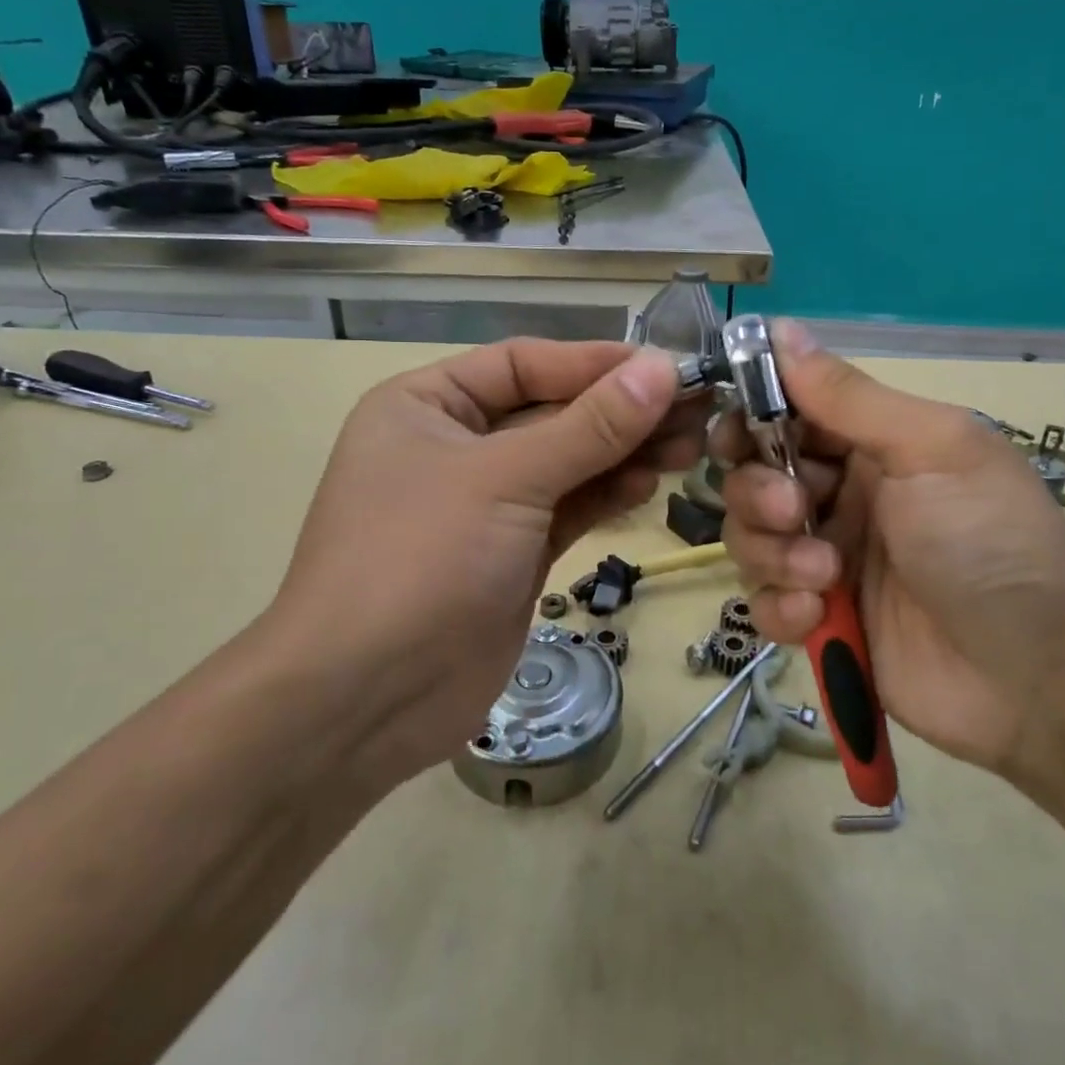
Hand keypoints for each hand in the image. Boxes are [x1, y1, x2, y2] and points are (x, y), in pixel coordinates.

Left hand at [262, 339, 701, 788]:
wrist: (367, 700)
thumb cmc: (421, 560)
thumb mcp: (506, 479)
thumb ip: (589, 427)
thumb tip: (663, 370)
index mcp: (427, 404)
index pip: (524, 364)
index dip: (595, 363)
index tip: (667, 367)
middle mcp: (455, 445)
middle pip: (552, 412)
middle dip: (621, 411)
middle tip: (696, 410)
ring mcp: (486, 504)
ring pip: (568, 462)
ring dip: (624, 452)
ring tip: (689, 447)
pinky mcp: (514, 552)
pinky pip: (569, 507)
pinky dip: (608, 493)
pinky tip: (649, 483)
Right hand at [715, 321, 1064, 777]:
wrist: (1036, 678)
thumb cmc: (989, 541)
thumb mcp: (931, 450)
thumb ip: (849, 396)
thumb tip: (780, 328)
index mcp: (871, 444)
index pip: (785, 414)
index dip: (751, 418)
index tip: (735, 436)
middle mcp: (841, 494)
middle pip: (753, 477)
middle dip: (760, 493)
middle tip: (797, 513)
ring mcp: (826, 557)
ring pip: (750, 538)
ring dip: (774, 554)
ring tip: (827, 577)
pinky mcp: (818, 617)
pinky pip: (763, 601)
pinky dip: (779, 607)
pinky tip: (817, 615)